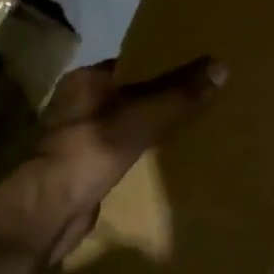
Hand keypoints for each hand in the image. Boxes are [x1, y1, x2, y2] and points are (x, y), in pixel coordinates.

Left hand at [0, 56, 225, 263]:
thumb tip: (220, 66)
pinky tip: (165, 155)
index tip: (195, 71)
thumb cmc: (93, 150)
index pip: (131, 64)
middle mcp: (78, 103)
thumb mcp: (143, 117)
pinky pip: (122, 148)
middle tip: (200, 98)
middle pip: (130, 93)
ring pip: (126, 122)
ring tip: (190, 126)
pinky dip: (142, 149)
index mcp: (85, 81)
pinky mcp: (84, 166)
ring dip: (151, 125)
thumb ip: (179, 94)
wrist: (52, 209)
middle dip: (160, 97)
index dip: (163, 66)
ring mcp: (79, 136)